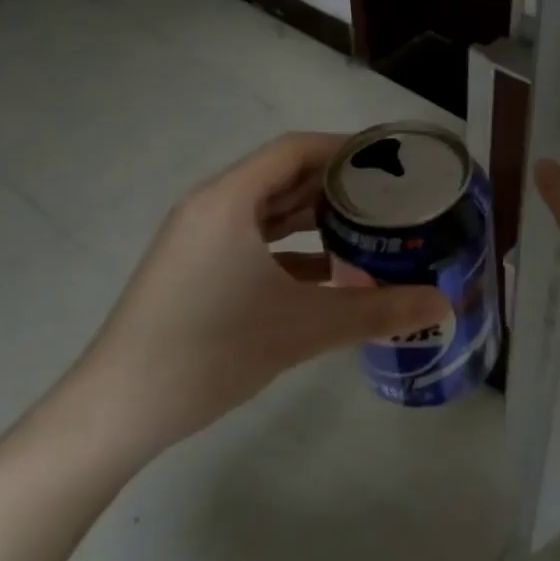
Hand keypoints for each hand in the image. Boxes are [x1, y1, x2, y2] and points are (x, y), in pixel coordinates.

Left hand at [75, 132, 449, 455]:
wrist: (118, 411)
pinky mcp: (197, 270)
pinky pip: (254, 242)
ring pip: (269, 212)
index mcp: (229, 201)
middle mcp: (212, 208)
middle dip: (337, 184)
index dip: (345, 149)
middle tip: (390, 197)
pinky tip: (331, 273)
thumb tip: (441, 304)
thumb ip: (377, 311)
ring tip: (369, 228)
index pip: (295, 150)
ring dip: (316, 218)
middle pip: (284, 176)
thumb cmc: (210, 350)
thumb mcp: (302, 327)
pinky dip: (293, 249)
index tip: (390, 162)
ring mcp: (200, 240)